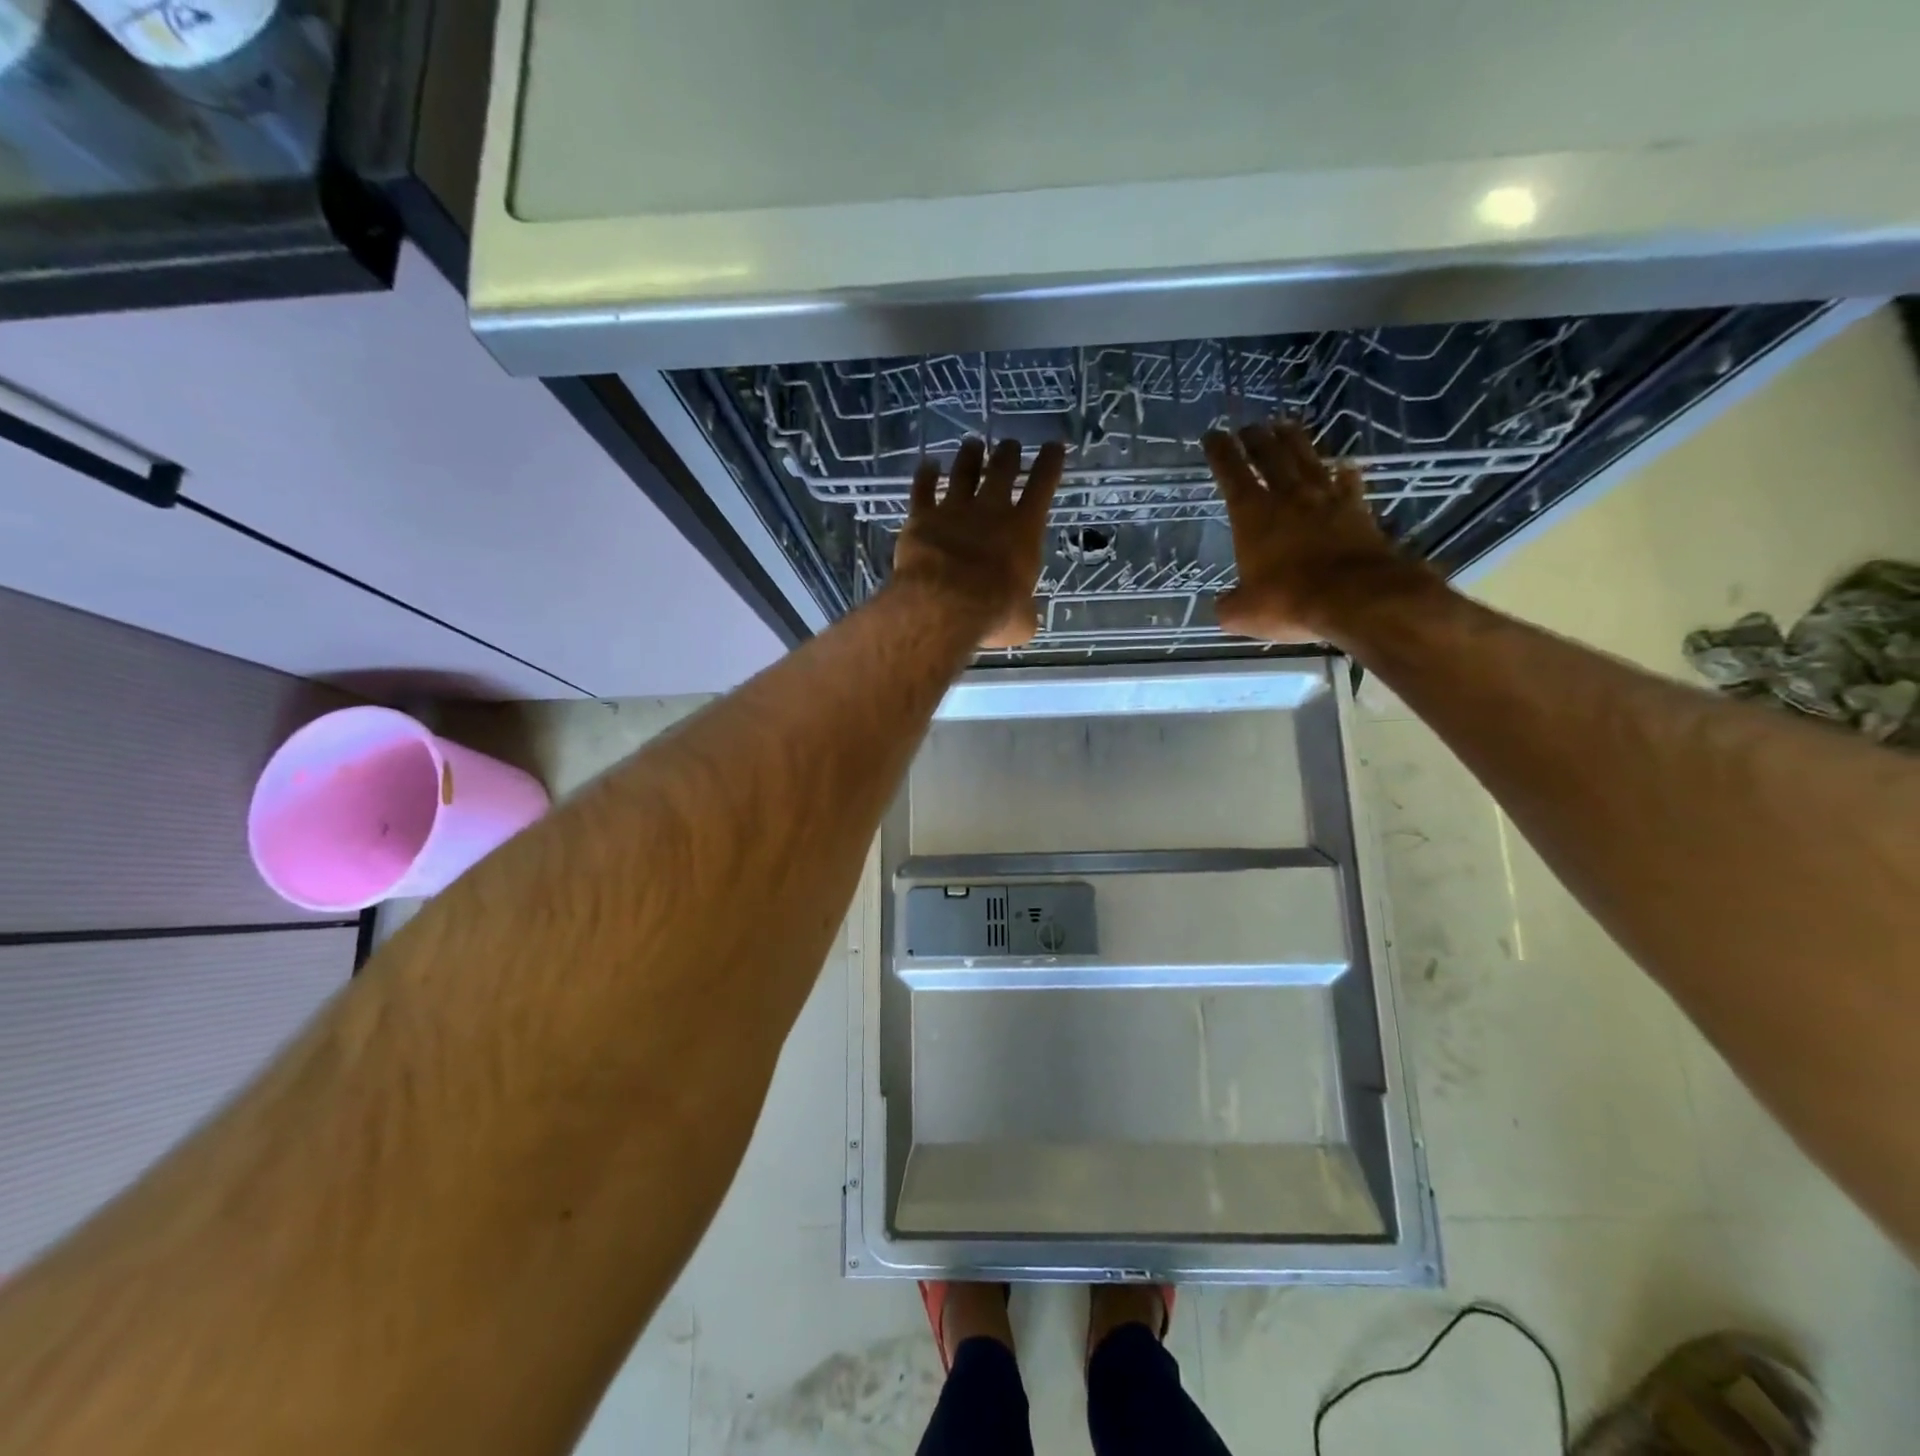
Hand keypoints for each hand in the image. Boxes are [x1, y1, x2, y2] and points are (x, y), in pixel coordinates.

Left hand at [891, 437, 1063, 648]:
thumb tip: (1023, 617)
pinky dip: (925, 476)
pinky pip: (923, 490)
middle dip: (1008, 455)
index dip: (1050, 464)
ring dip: (969, 457)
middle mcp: (991, 511)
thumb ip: (1024, 611)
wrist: (944, 603)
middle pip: (1002, 471)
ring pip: (963, 472)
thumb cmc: (993, 612)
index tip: (1054, 446)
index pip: (1043, 486)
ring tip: (973, 444)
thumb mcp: (1021, 620)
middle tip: (1010, 445)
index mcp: (1024, 530)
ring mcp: (953, 510)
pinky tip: (927, 465)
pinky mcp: (921, 518)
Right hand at [1205, 421, 1436, 644]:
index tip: (1212, 435)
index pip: (1231, 473)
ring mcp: (1327, 500)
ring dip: (1295, 441)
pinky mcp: (1358, 511)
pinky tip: (1344, 466)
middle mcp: (1288, 496)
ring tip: (1286, 425)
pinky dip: (1344, 473)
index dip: (1220, 452)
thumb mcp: (1243, 613)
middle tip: (1248, 427)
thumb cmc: (1289, 601)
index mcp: (1252, 514)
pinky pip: (1348, 483)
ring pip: (1307, 459)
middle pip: (1270, 455)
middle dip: (1256, 438)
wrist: (1358, 597)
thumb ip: (1230, 604)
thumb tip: (1225, 603)